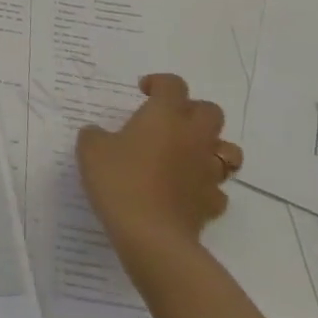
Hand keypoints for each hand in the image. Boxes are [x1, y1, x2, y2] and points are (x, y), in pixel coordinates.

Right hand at [76, 73, 240, 253]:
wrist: (150, 234)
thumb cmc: (119, 181)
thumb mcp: (91, 150)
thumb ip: (95, 135)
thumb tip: (99, 134)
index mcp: (165, 116)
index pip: (173, 85)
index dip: (159, 82)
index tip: (143, 91)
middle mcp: (193, 137)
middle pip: (210, 111)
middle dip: (192, 110)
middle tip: (169, 121)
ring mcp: (208, 171)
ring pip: (227, 149)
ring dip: (211, 147)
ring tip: (187, 155)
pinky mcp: (212, 202)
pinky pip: (217, 187)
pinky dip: (205, 186)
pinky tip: (186, 191)